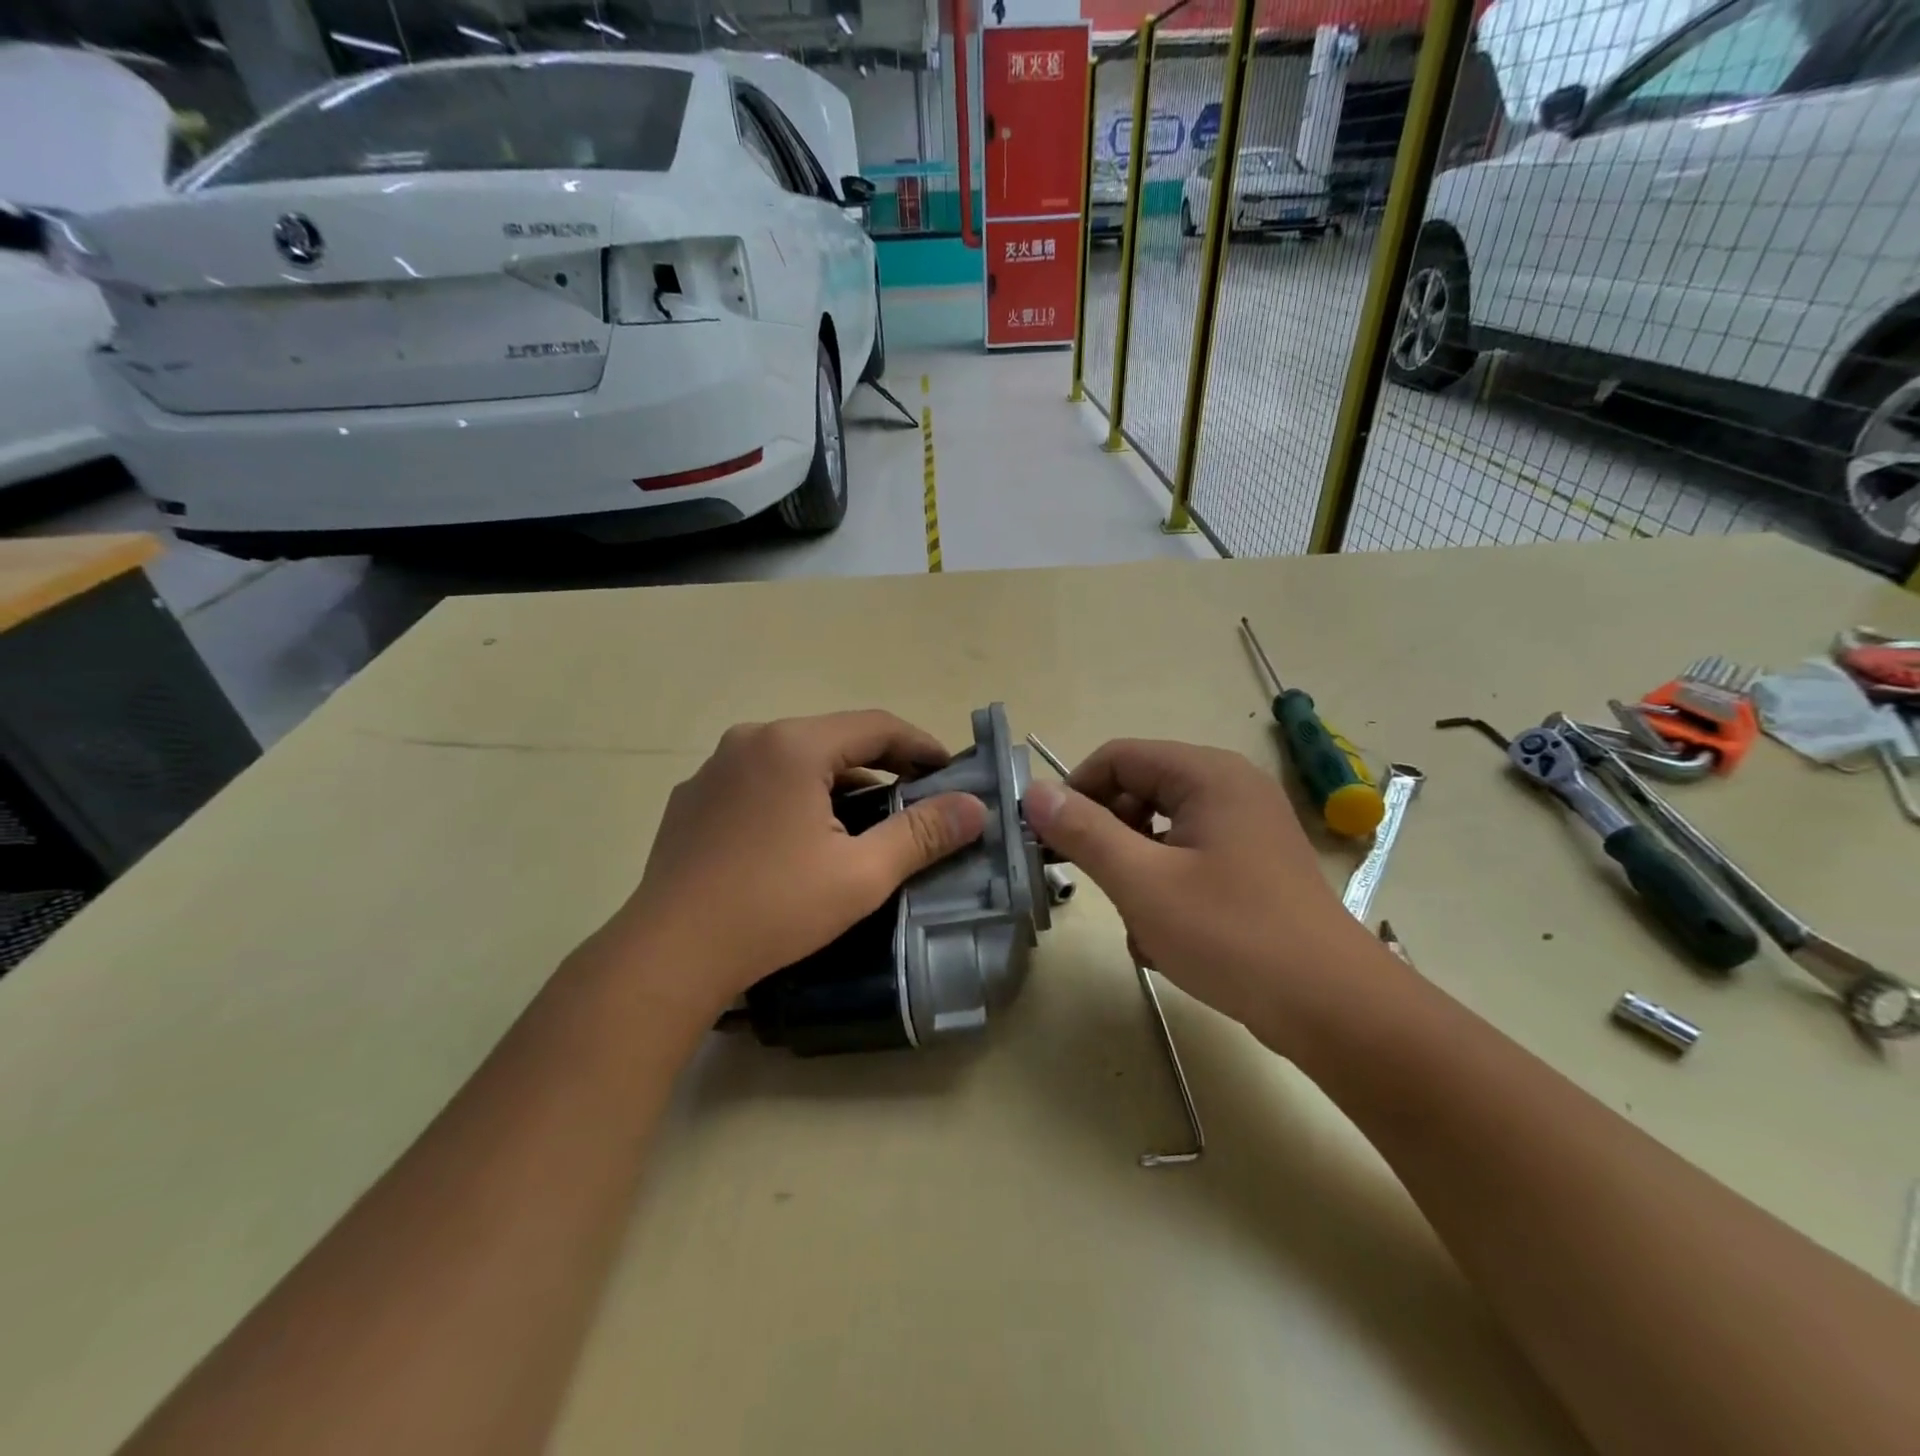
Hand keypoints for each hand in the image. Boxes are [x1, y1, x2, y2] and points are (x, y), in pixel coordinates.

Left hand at [590, 711, 987, 1024]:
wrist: (669, 954)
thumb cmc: (773, 908)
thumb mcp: (862, 874)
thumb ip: (923, 834)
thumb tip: (975, 807)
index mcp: (792, 745)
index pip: (875, 725)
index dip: (920, 744)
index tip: (949, 771)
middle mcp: (749, 740)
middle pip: (833, 739)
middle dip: (880, 764)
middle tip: (914, 796)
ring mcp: (713, 768)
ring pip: (793, 760)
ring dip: (835, 782)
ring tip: (863, 819)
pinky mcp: (691, 799)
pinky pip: (758, 781)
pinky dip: (792, 795)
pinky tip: (799, 837)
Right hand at [1022, 739, 1381, 1046]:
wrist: (1333, 1009)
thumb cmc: (1232, 935)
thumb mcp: (1142, 882)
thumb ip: (1084, 832)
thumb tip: (1035, 792)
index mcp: (1207, 775)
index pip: (1118, 757)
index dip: (1076, 792)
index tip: (1050, 840)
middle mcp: (1230, 788)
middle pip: (1140, 790)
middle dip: (1109, 837)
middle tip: (1093, 883)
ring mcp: (1247, 827)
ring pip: (1160, 830)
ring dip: (1135, 871)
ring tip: (1138, 922)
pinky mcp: (1253, 865)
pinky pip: (1188, 858)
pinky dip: (1166, 889)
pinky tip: (1166, 939)